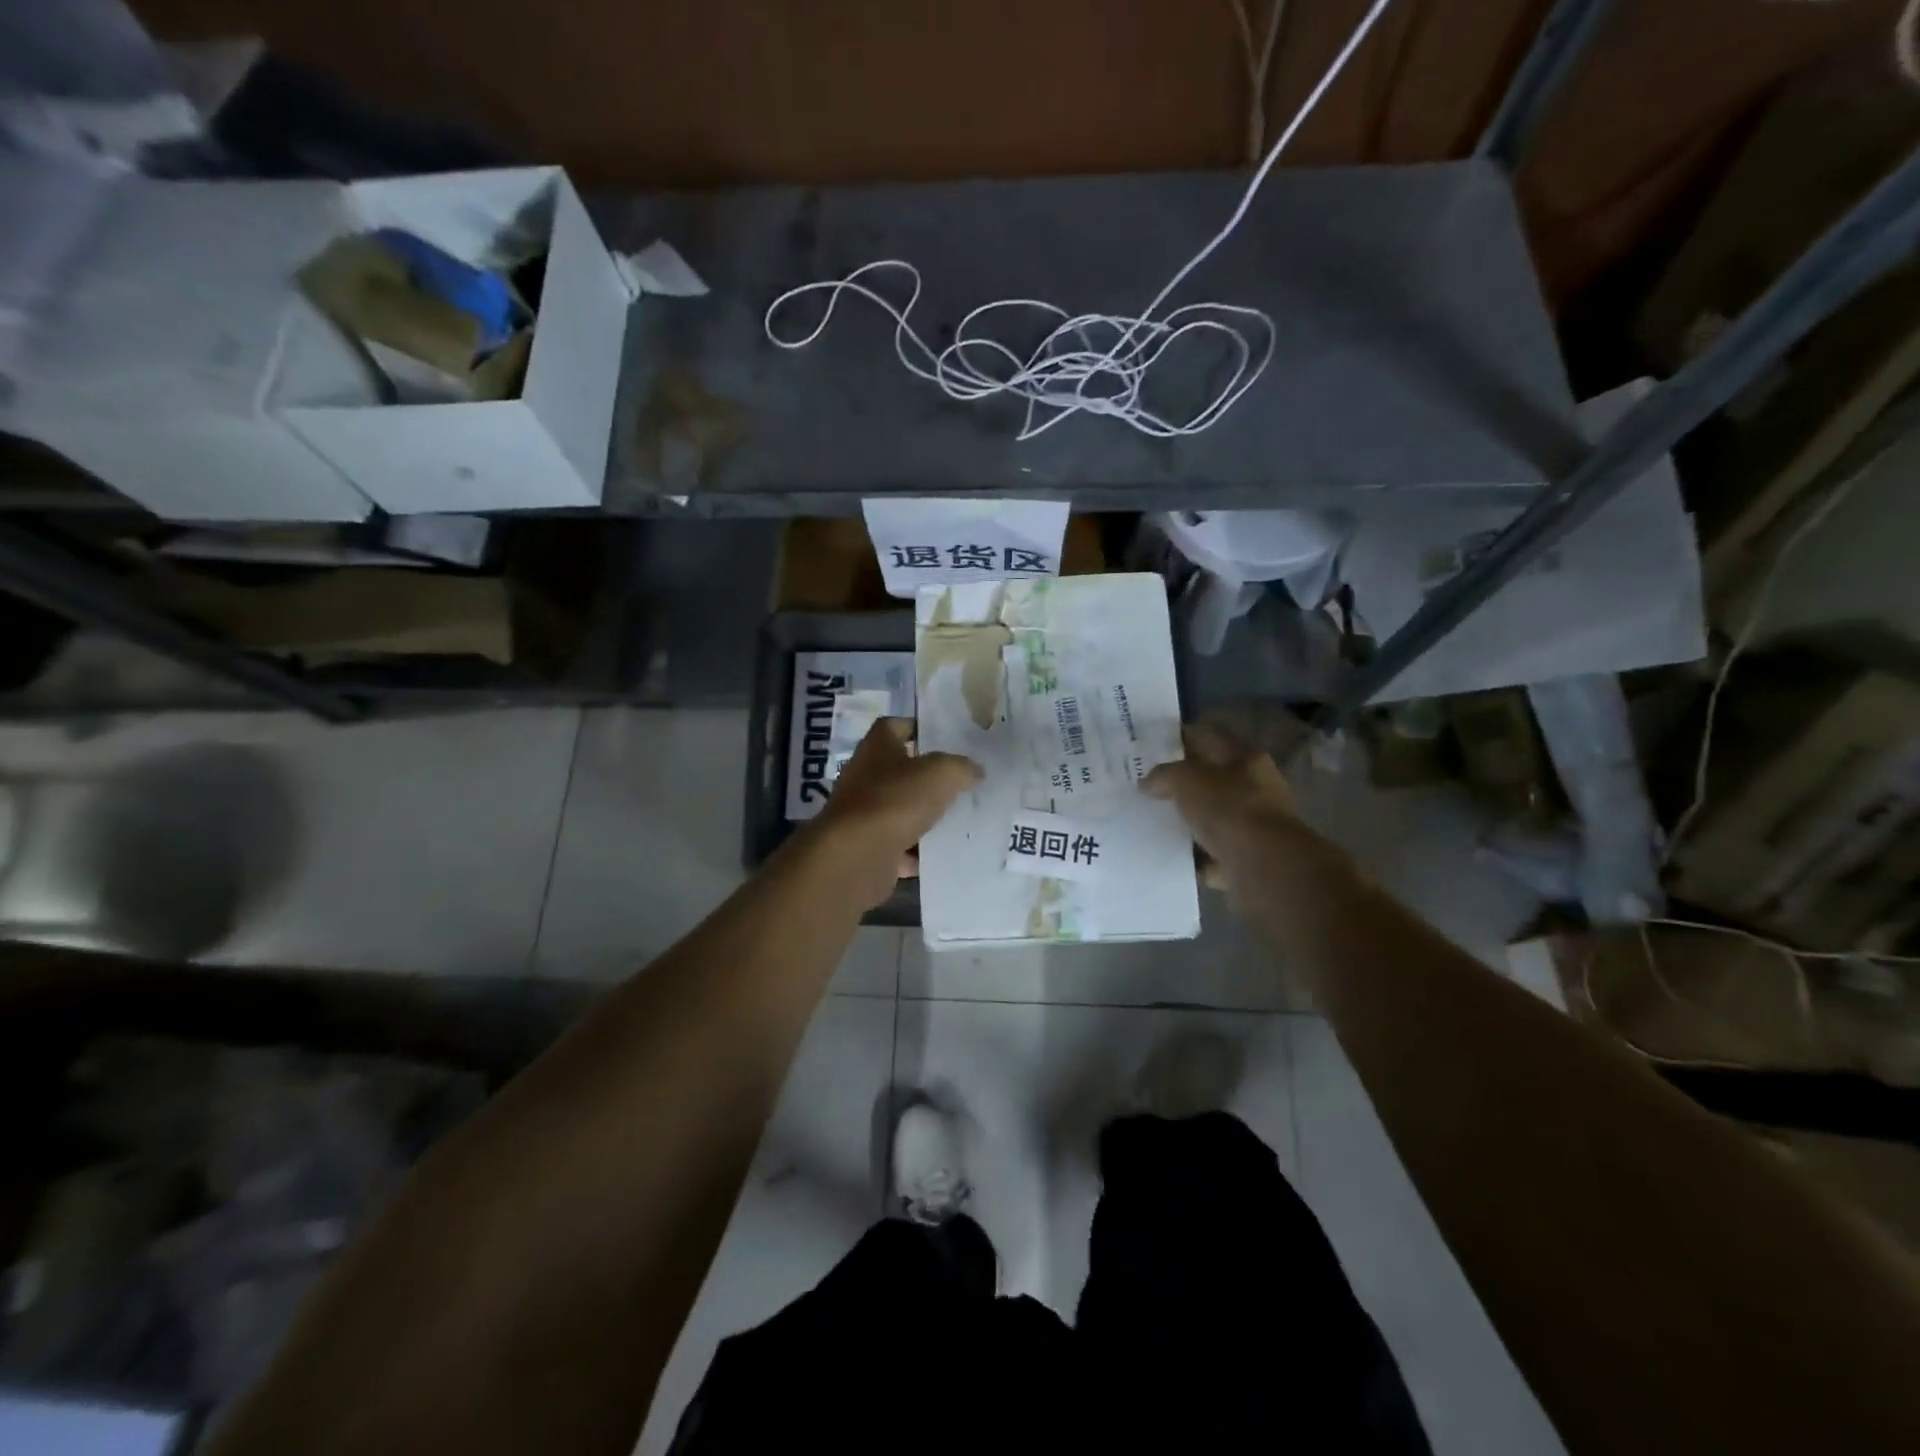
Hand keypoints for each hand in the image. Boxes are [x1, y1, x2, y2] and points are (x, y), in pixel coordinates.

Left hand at [811, 718, 980, 907]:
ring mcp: (863, 815)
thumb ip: (961, 768)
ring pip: (899, 810)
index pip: (893, 726)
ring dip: (923, 815)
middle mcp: (864, 777)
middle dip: (926, 777)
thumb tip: (974, 770)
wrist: (857, 856)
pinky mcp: (867, 848)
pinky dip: (917, 852)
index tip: (943, 738)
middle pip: (897, 770)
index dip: (916, 728)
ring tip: (958, 818)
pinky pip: (898, 847)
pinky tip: (942, 854)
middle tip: (959, 781)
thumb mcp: (940, 774)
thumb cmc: (896, 800)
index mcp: (876, 748)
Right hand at [1142, 722, 1302, 891]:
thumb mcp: (1186, 779)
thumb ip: (1163, 775)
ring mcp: (1252, 825)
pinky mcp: (1246, 857)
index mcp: (1245, 758)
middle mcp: (1255, 787)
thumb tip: (1147, 784)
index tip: (1150, 745)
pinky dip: (1194, 854)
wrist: (1263, 865)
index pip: (1208, 736)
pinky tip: (1168, 854)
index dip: (1180, 737)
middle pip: (1211, 778)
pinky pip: (1212, 852)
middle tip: (1146, 784)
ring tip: (1152, 820)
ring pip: (1211, 816)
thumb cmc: (1228, 808)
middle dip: (1181, 782)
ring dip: (1187, 819)